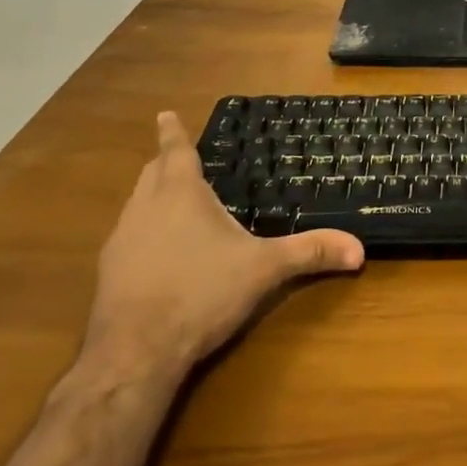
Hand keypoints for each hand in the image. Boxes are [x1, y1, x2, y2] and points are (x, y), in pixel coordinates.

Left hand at [80, 112, 364, 387]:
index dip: (173, 132)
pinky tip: (160, 257)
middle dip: (164, 163)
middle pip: (151, 173)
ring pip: (136, 205)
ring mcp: (121, 241)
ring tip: (174, 206)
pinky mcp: (107, 274)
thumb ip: (310, 253)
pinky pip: (127, 239)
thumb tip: (359, 249)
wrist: (135, 352)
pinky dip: (144, 235)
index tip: (165, 113)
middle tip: (179, 158)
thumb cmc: (202, 292)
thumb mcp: (264, 269)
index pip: (176, 151)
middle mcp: (144, 208)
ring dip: (152, 199)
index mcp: (180, 193)